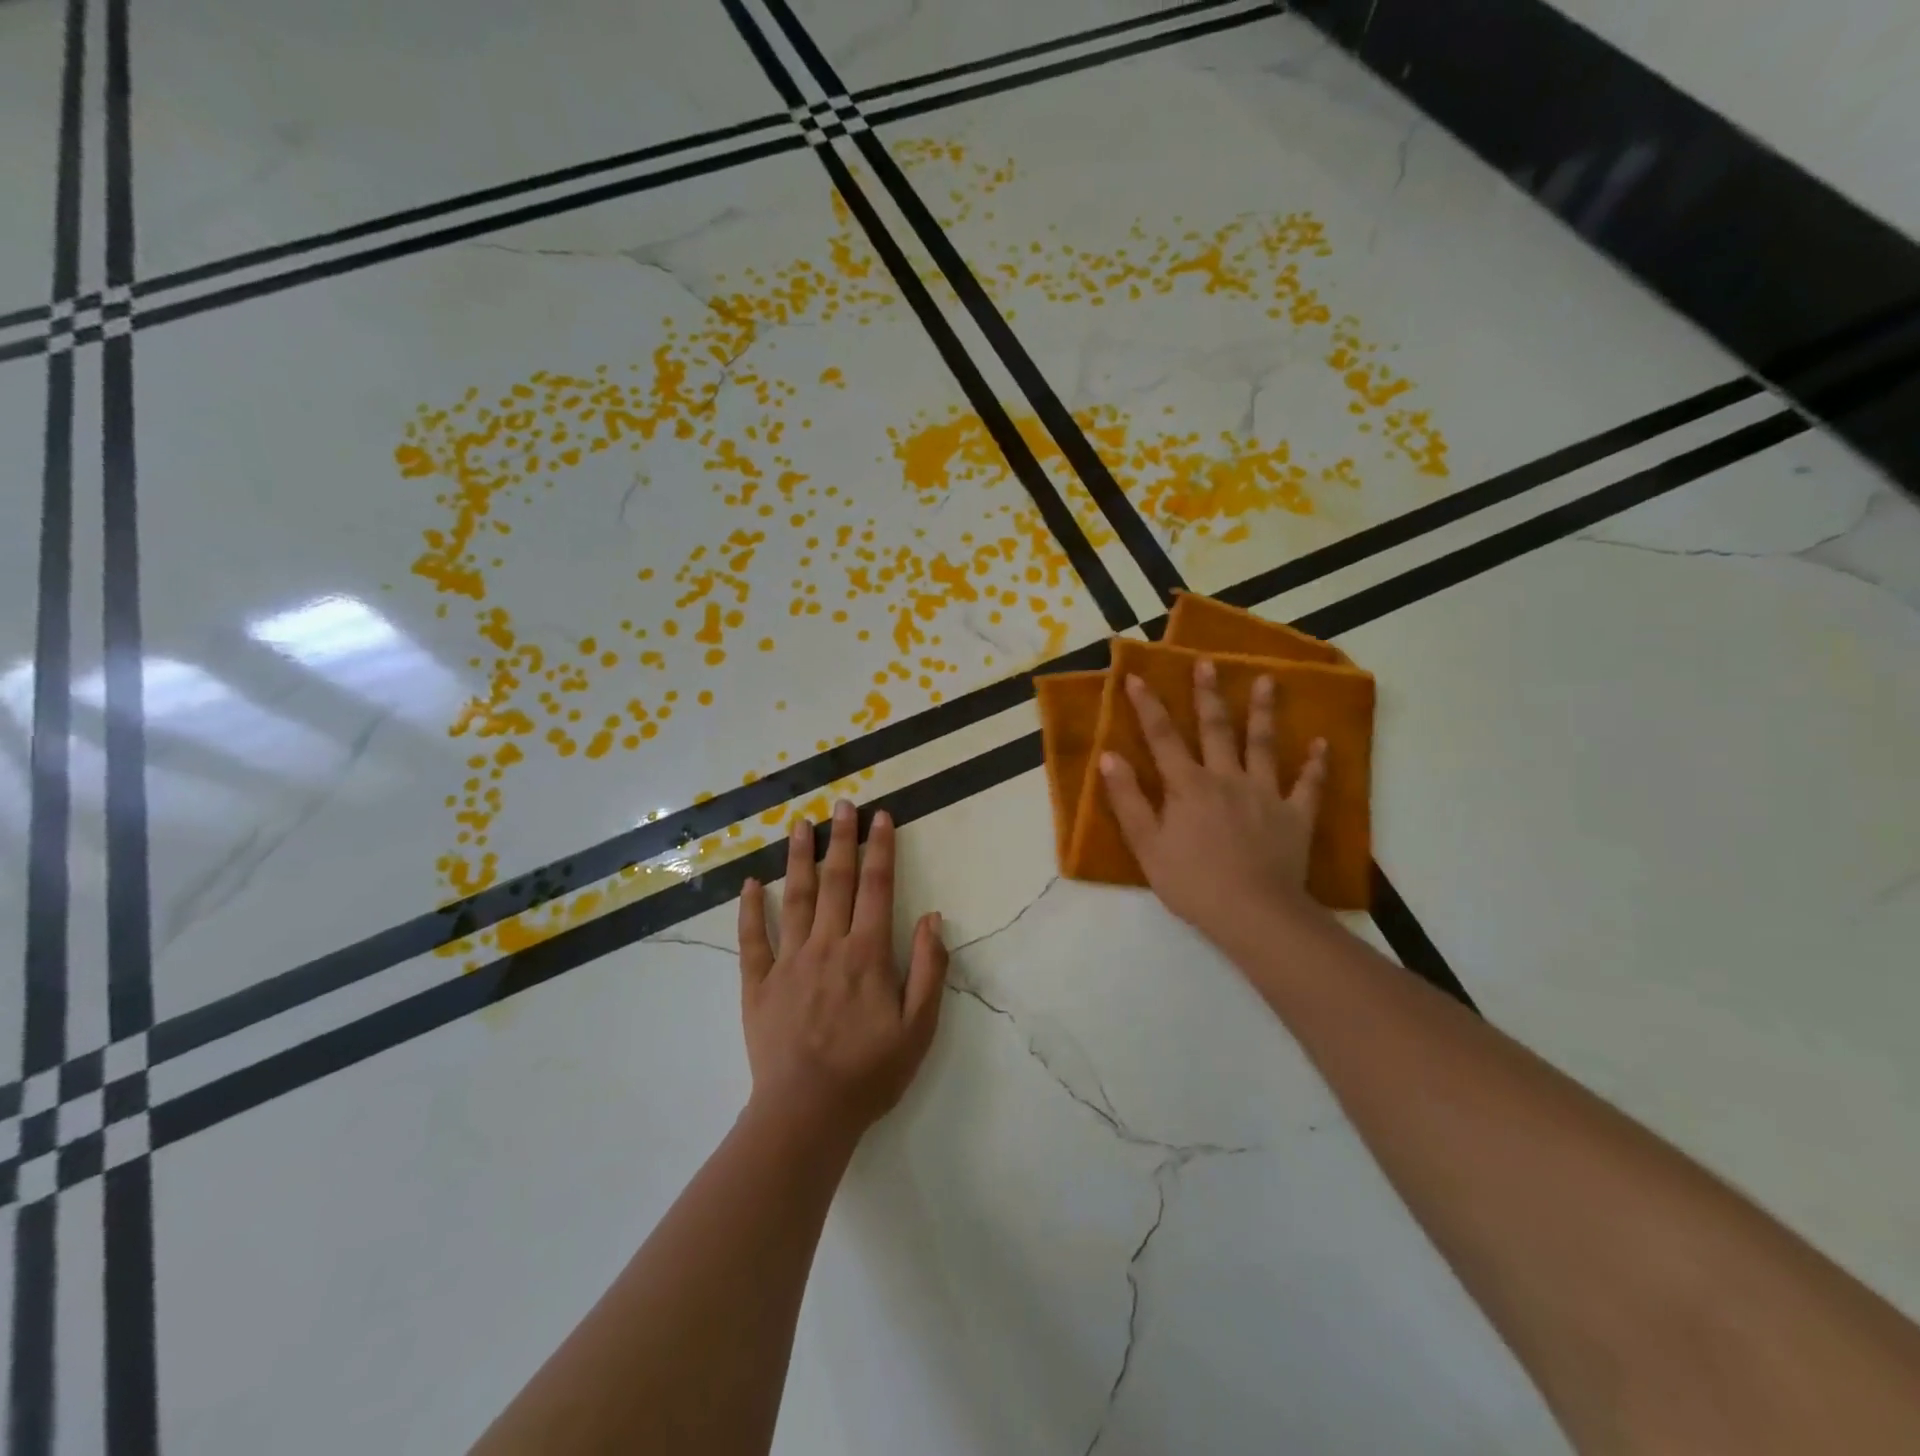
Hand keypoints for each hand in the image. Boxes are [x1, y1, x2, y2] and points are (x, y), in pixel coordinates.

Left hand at [737, 801, 947, 1144]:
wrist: (807, 1113)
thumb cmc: (870, 1072)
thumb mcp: (920, 1027)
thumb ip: (929, 969)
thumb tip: (933, 918)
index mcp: (867, 954)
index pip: (877, 888)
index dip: (881, 849)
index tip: (881, 816)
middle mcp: (827, 945)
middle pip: (836, 881)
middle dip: (841, 839)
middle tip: (842, 803)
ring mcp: (789, 962)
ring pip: (794, 898)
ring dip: (798, 858)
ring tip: (799, 824)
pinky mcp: (758, 984)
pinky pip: (753, 939)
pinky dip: (750, 909)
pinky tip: (751, 882)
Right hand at [1099, 659, 1327, 949]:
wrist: (1253, 913)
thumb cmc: (1191, 882)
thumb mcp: (1146, 845)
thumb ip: (1128, 799)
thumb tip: (1109, 756)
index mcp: (1187, 785)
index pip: (1162, 737)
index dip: (1147, 706)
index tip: (1136, 676)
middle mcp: (1226, 778)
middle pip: (1216, 729)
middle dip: (1208, 694)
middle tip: (1208, 662)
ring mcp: (1265, 794)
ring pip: (1263, 745)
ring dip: (1264, 712)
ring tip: (1268, 680)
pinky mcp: (1295, 816)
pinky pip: (1309, 785)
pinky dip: (1316, 764)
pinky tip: (1322, 743)